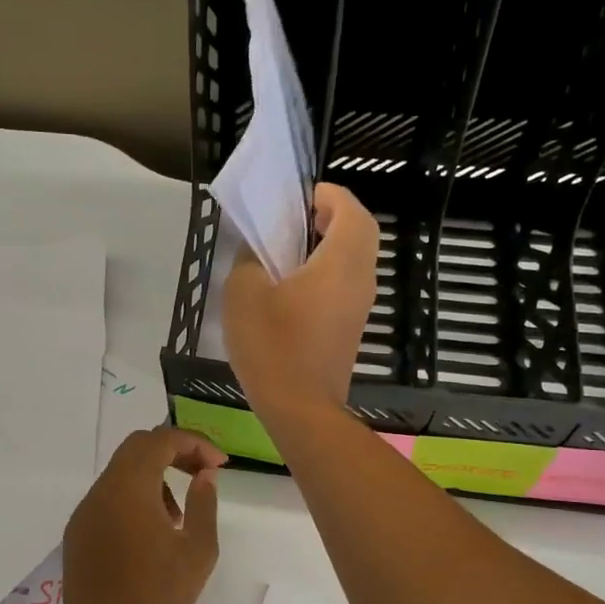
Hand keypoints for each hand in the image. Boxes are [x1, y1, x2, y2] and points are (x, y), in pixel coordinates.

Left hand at [61, 427, 224, 603]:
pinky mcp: (77, 531)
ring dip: (154, 476)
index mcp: (130, 488)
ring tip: (178, 515)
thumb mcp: (197, 551)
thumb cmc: (157, 595)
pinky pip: (108, 497)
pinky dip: (134, 497)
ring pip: (122, 472)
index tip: (219, 464)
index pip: (161, 440)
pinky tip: (150, 533)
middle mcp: (102, 490)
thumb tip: (205, 475)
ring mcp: (85, 510)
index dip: (194, 443)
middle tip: (201, 473)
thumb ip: (204, 504)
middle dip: (173, 451)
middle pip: (137, 447)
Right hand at [223, 183, 378, 417]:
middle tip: (299, 218)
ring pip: (356, 260)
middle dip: (334, 216)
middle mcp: (359, 280)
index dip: (330, 195)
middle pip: (361, 233)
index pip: (351, 211)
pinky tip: (294, 286)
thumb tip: (258, 254)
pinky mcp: (351, 328)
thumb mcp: (244, 294)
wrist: (300, 408)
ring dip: (332, 245)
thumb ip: (249, 261)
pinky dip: (329, 271)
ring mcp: (359, 307)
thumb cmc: (273, 346)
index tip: (302, 196)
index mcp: (340, 263)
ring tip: (292, 249)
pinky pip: (347, 284)